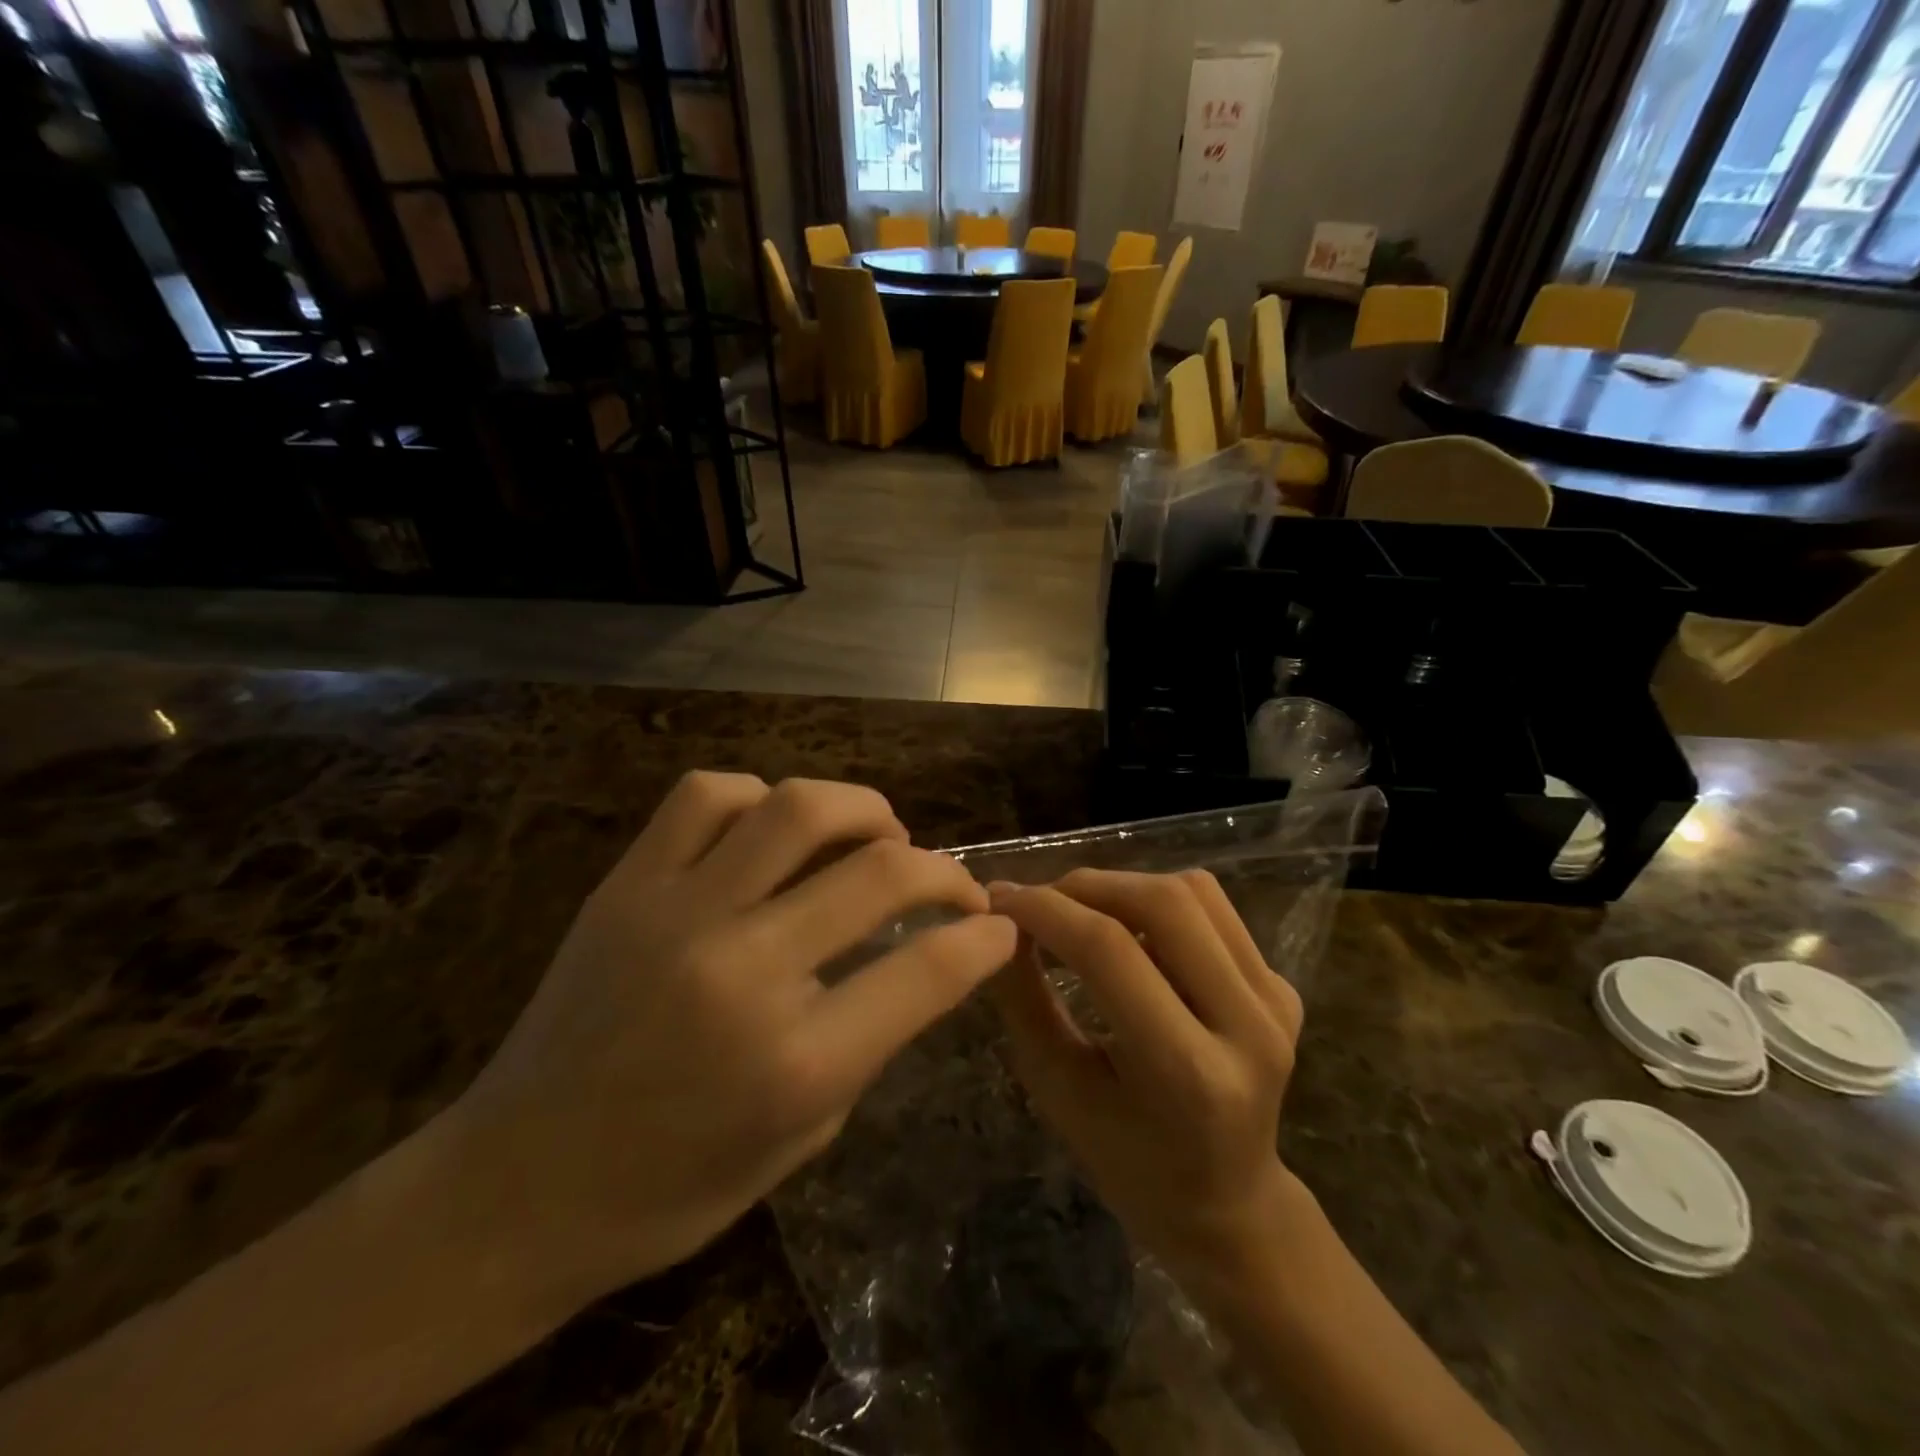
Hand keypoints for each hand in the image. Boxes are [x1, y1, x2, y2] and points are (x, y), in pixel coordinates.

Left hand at [451, 772, 1016, 1300]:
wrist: (516, 1185)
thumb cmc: (671, 1187)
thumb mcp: (803, 1136)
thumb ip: (870, 1036)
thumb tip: (924, 952)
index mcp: (795, 1062)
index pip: (928, 970)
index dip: (981, 940)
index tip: (997, 927)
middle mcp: (742, 970)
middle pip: (879, 873)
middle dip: (941, 870)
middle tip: (949, 882)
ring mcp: (676, 914)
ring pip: (796, 808)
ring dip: (862, 809)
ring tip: (877, 832)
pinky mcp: (625, 886)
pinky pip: (706, 796)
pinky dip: (760, 797)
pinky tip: (773, 828)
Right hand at [986, 869, 1304, 1288]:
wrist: (1228, 1202)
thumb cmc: (1129, 1163)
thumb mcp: (1059, 1091)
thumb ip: (1024, 1000)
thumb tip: (999, 922)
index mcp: (1189, 1073)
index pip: (1110, 952)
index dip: (1046, 911)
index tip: (999, 898)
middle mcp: (1249, 1026)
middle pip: (1163, 903)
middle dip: (1086, 886)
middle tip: (1039, 900)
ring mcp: (1276, 1001)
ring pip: (1192, 891)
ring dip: (1122, 886)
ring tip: (1080, 913)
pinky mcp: (1286, 986)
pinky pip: (1213, 908)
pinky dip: (1158, 901)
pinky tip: (1130, 932)